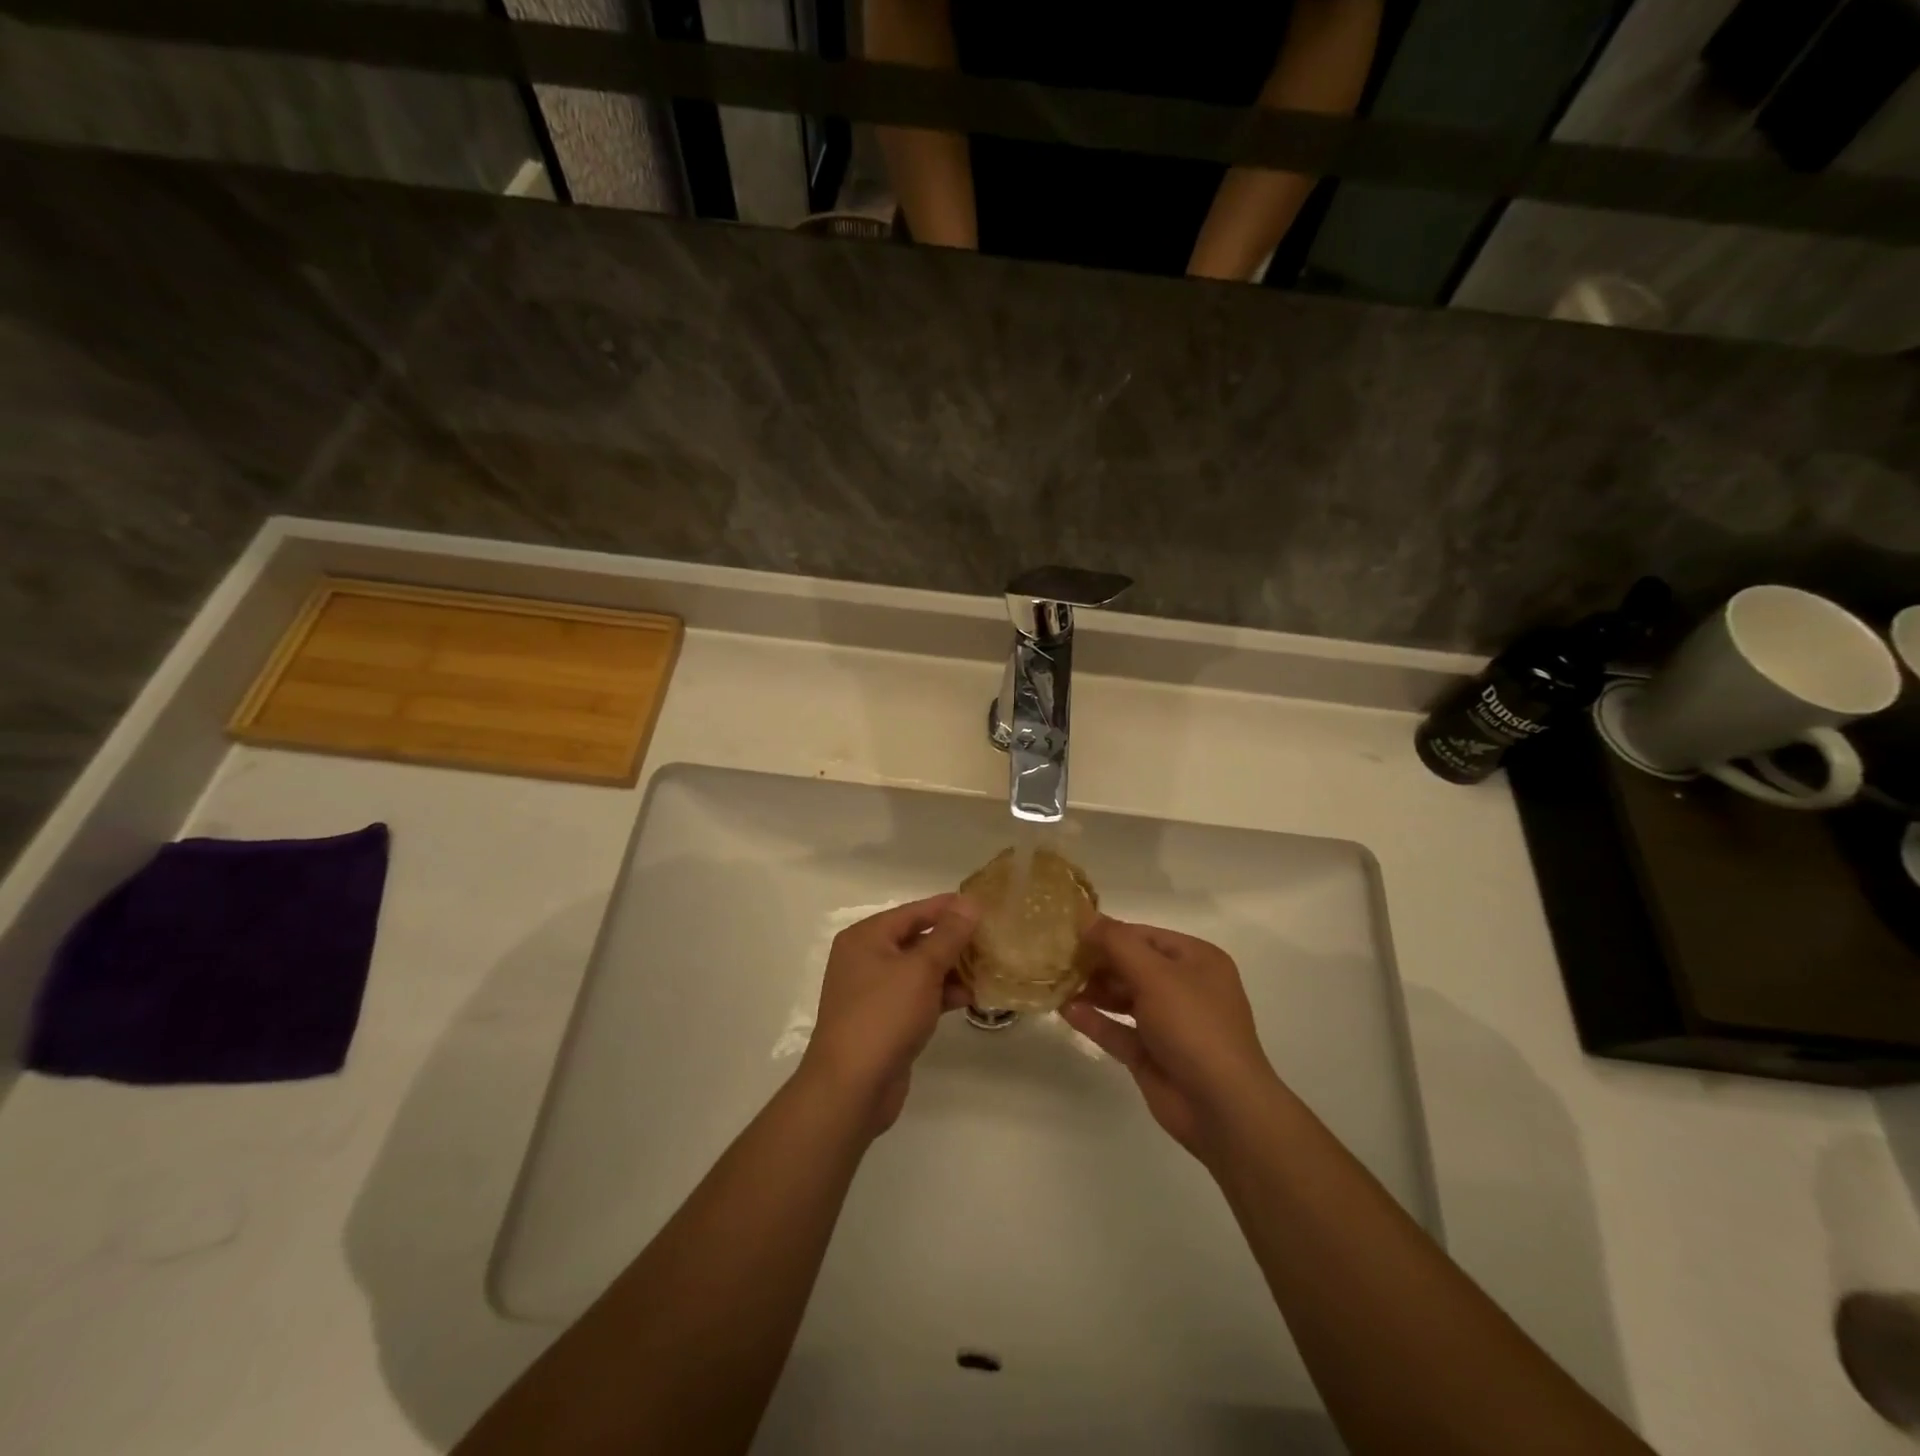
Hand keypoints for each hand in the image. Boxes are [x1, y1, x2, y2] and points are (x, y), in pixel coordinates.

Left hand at [800, 893, 977, 1134]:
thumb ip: (948, 935)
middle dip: (954, 941)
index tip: (985, 906)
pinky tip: (971, 997)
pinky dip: (941, 994)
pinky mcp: (885, 1020)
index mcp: (866, 937)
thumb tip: (969, 902)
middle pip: (917, 939)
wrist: (851, 1088)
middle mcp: (866, 958)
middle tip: (993, 939)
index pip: (914, 911)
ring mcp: (874, 992)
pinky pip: (918, 996)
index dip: (949, 908)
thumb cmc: (883, 1016)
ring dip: (952, 969)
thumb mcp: (920, 969)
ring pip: (920, 970)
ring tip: (989, 968)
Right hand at [1060, 918, 1280, 1159]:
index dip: (1108, 932)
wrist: (1222, 1107)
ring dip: (1093, 990)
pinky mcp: (1152, 1055)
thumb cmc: (1193, 1026)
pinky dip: (1095, 1020)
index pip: (1145, 935)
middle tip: (1058, 958)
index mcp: (1197, 960)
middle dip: (1097, 962)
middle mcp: (1184, 987)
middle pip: (1132, 965)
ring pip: (1124, 998)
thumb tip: (1085, 918)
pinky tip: (1066, 1011)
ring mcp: (1169, 1024)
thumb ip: (1117, 943)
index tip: (1070, 931)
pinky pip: (1118, 1030)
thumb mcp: (1155, 974)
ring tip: (1057, 983)